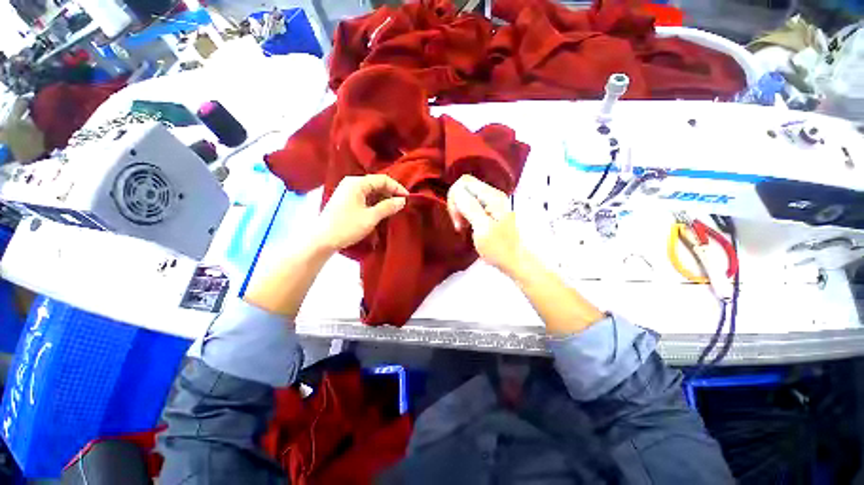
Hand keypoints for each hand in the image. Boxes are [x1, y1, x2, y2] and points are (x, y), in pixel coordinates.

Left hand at [314, 175, 408, 251]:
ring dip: (383, 198)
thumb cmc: (347, 227)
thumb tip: (402, 200)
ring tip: (393, 209)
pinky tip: (381, 211)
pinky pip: (365, 196)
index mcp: (357, 183)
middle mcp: (351, 183)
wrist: (322, 240)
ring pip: (371, 191)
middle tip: (401, 205)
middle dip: (390, 193)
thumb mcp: (371, 217)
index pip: (382, 179)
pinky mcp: (346, 200)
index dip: (397, 187)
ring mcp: (347, 191)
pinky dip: (375, 202)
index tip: (407, 198)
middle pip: (376, 183)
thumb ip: (388, 207)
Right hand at [446, 175, 524, 274]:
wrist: (515, 260)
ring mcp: (491, 202)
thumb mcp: (483, 229)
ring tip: (463, 227)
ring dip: (460, 211)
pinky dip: (465, 214)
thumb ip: (470, 208)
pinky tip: (467, 226)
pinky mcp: (489, 211)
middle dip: (457, 205)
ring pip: (466, 197)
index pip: (465, 182)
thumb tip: (457, 192)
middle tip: (459, 224)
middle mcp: (492, 195)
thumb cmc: (500, 248)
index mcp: (492, 197)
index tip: (457, 218)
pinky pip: (471, 205)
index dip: (455, 198)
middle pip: (465, 188)